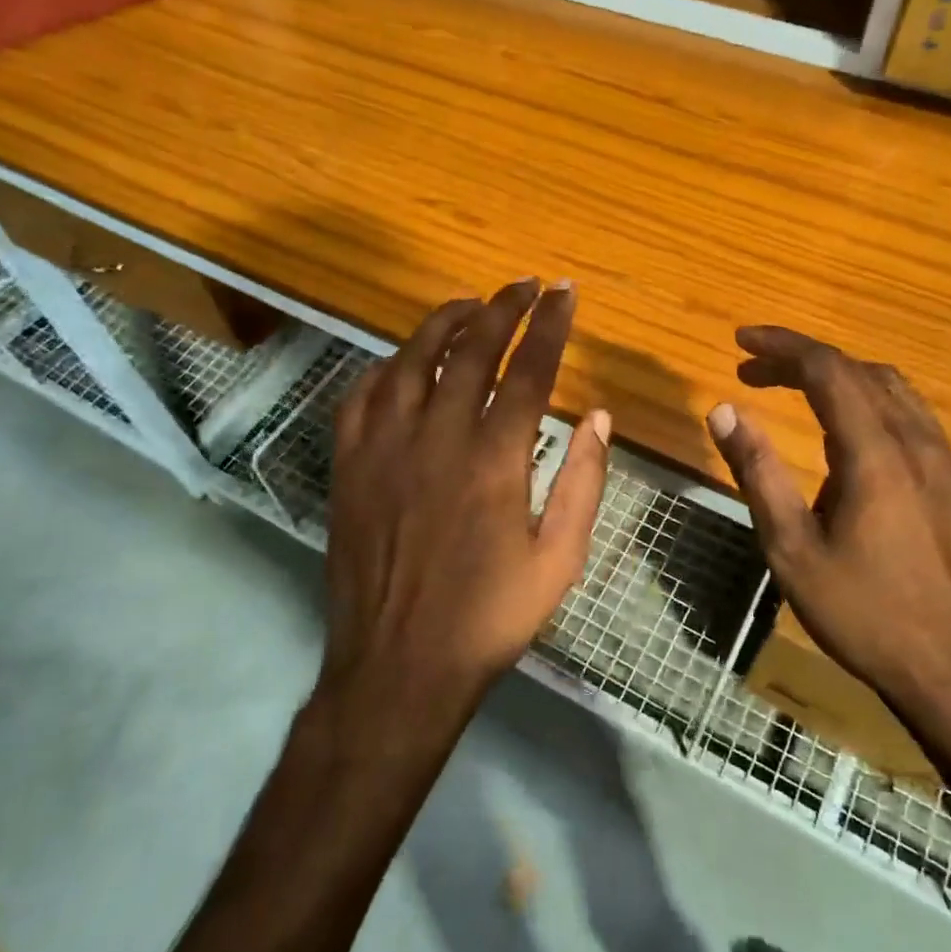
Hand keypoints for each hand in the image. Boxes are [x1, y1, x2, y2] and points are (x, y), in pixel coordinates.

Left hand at [322, 279, 611, 723]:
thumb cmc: (489, 618)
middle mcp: (438, 438)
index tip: (564, 293)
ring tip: (470, 305)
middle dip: (502, 308)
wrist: (399, 667)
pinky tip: (403, 363)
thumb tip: (599, 417)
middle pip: (471, 350)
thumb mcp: (559, 560)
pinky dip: (387, 368)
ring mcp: (385, 448)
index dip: (550, 325)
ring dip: (443, 323)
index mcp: (495, 460)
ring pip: (411, 361)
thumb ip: (583, 482)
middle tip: (524, 285)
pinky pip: (362, 396)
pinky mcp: (350, 466)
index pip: (529, 370)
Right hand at [704, 326, 950, 726]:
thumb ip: (757, 471)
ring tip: (793, 389)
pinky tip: (844, 434)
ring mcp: (945, 463)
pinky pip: (911, 417)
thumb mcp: (790, 547)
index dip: (782, 347)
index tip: (741, 341)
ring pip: (892, 390)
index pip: (828, 370)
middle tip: (753, 370)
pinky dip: (867, 402)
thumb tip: (724, 410)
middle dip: (802, 360)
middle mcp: (917, 444)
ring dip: (838, 378)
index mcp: (875, 455)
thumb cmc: (861, 612)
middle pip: (859, 372)